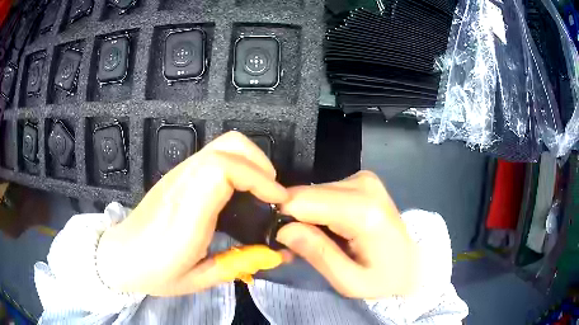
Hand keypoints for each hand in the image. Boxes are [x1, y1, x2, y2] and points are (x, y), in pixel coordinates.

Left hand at [96, 131, 287, 295]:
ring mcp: (178, 175)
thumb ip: (237, 264)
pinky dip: (235, 165)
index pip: (223, 170)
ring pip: (221, 145)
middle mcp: (182, 184)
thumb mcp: (198, 280)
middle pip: (227, 145)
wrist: (120, 255)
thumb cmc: (155, 272)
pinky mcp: (177, 175)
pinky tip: (237, 191)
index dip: (258, 178)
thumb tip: (274, 254)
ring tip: (259, 191)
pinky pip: (212, 156)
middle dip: (259, 162)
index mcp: (187, 214)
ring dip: (249, 162)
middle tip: (271, 193)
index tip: (277, 200)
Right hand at [277, 171, 417, 298]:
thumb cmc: (385, 279)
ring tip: (319, 240)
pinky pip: (324, 191)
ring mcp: (364, 179)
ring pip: (312, 192)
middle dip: (295, 219)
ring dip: (306, 216)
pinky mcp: (362, 180)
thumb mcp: (349, 281)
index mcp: (363, 211)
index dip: (285, 221)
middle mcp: (363, 185)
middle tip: (300, 247)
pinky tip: (330, 228)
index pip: (302, 201)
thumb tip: (282, 230)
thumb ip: (317, 254)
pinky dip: (319, 210)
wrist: (414, 263)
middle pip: (305, 194)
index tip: (285, 243)